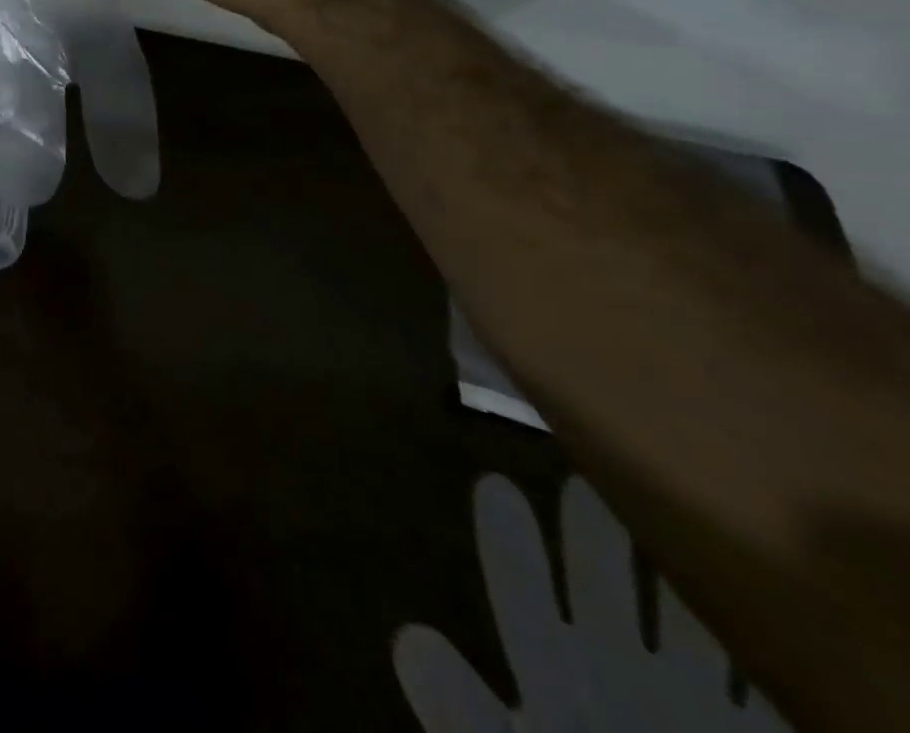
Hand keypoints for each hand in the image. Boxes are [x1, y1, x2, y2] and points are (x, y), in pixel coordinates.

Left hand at [394, 476, 788, 732]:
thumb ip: (460, 710)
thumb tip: (408, 639)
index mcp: (554, 681)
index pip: (524, 598)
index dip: (511, 547)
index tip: (496, 485)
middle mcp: (621, 680)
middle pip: (602, 589)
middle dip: (593, 533)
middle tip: (584, 476)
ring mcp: (697, 711)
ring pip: (686, 623)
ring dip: (679, 573)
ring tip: (674, 507)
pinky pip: (768, 688)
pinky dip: (773, 652)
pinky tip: (777, 605)